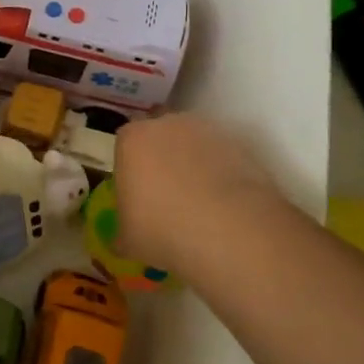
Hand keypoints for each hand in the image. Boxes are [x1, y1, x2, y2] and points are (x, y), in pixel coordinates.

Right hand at [112, 112, 279, 274]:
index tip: (137, 194)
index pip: (125, 145)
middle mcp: (167, 124)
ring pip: (194, 144)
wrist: (229, 230)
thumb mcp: (128, 239)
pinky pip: (223, 158)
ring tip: (201, 204)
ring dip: (194, 165)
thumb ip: (123, 228)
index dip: (131, 168)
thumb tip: (123, 238)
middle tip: (168, 197)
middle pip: (160, 137)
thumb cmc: (163, 229)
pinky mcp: (241, 145)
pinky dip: (222, 174)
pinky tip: (224, 206)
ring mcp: (207, 131)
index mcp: (132, 140)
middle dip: (162, 159)